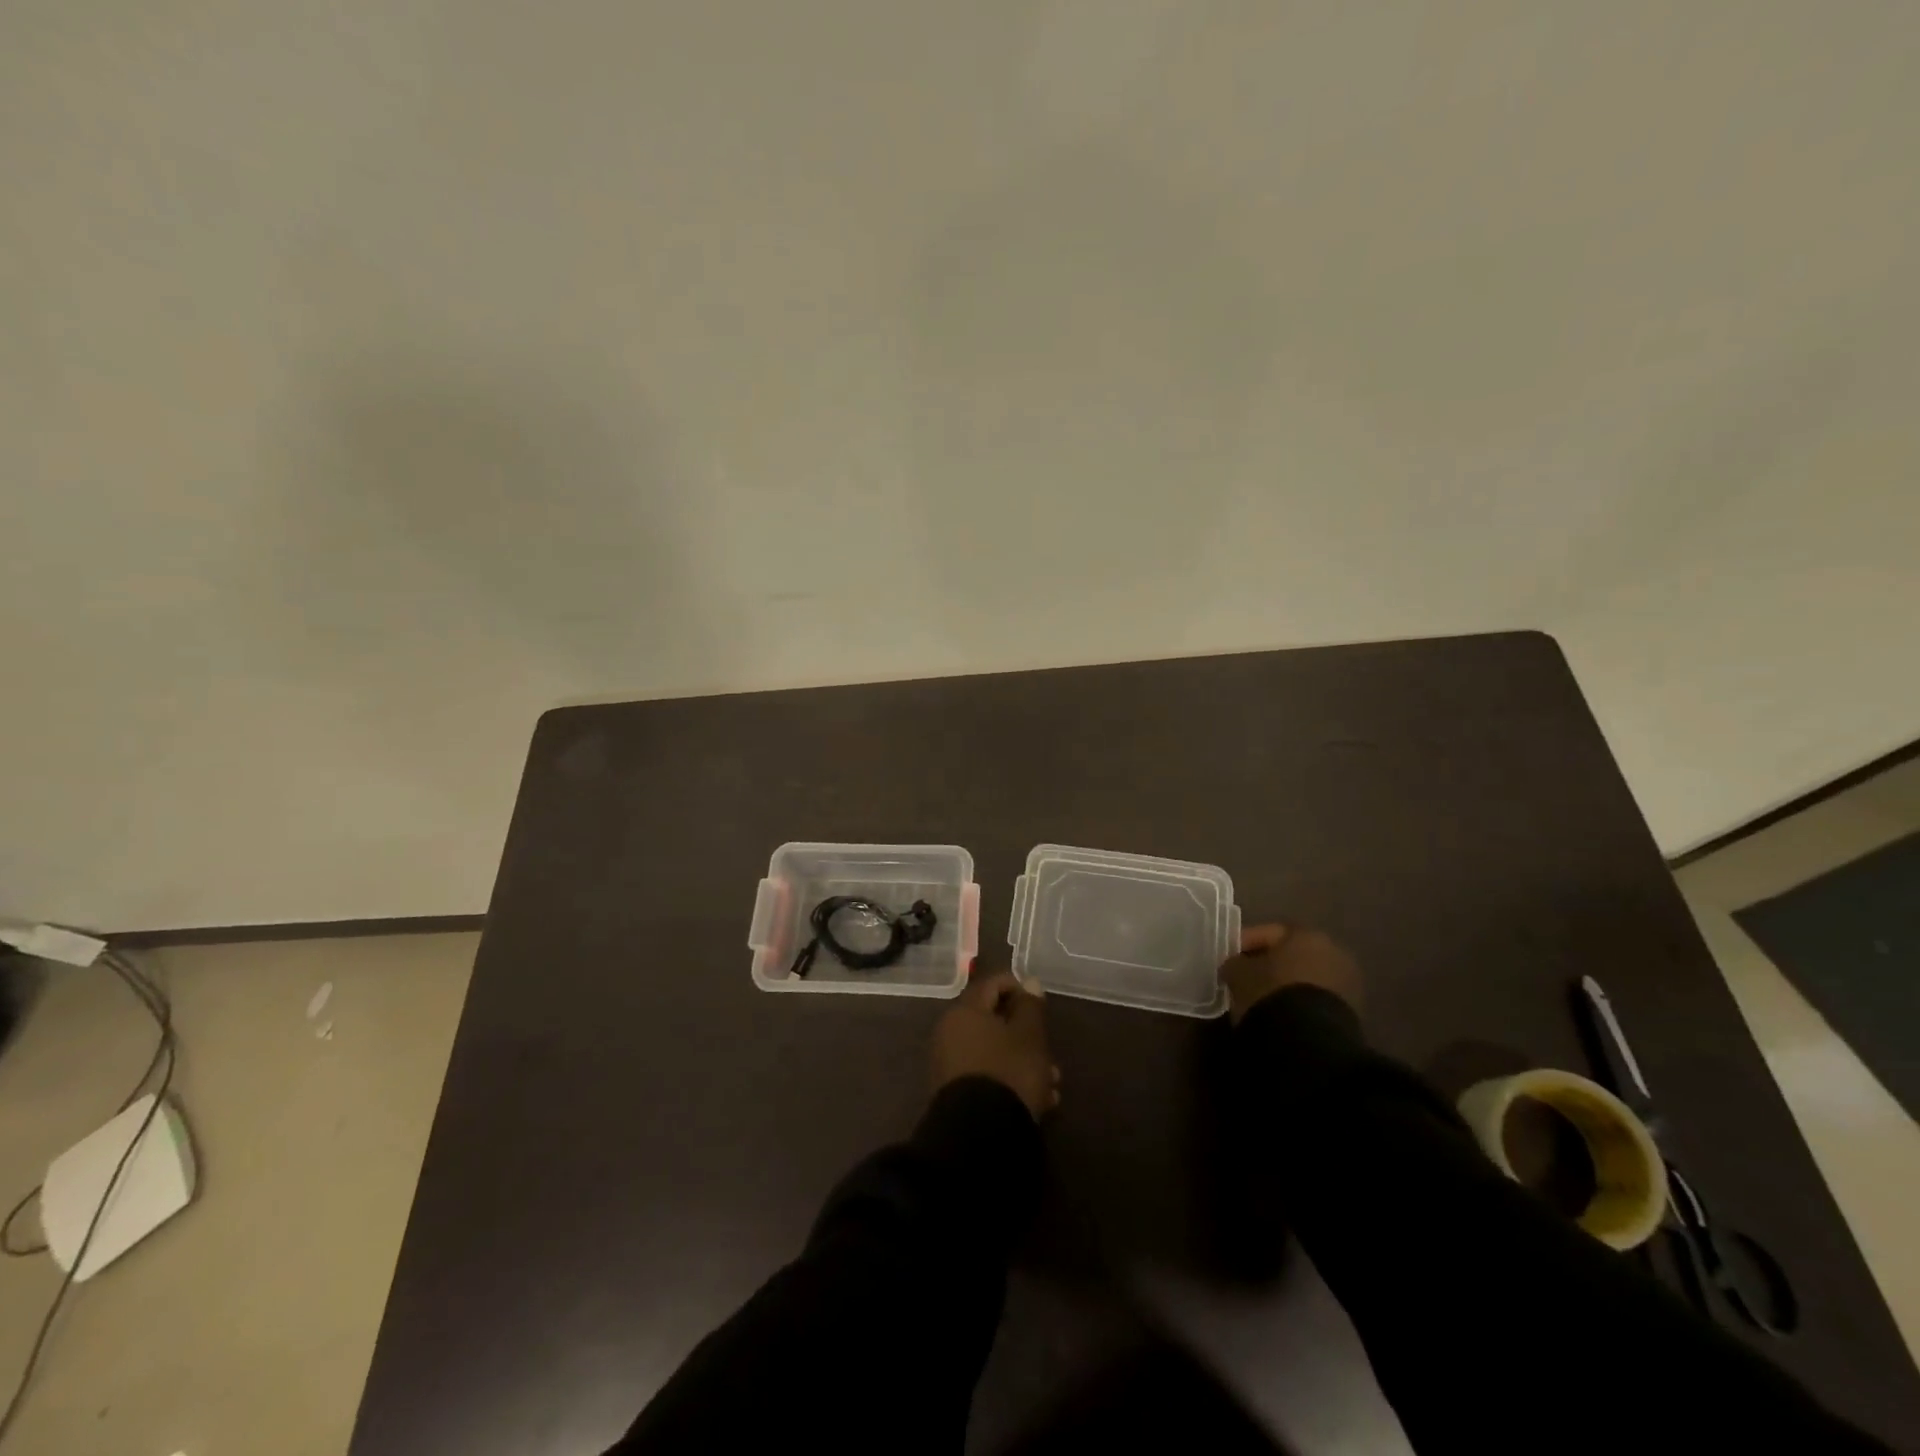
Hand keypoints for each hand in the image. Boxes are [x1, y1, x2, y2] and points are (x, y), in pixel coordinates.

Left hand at [931, 972, 1060, 1119]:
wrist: (978, 1136)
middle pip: (993, 1021)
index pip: (991, 984)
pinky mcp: (955, 1094)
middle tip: (1050, 1050)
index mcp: (965, 1011)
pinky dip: (1011, 1080)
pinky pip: (987, 1075)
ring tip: (1053, 1083)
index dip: (1018, 988)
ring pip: (994, 1052)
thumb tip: (1029, 981)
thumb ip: (1030, 1006)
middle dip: (1026, 1034)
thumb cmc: (1008, 1072)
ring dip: (1024, 1061)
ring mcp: (950, 1065)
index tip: (1040, 1004)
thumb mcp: (1029, 1036)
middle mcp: (951, 1033)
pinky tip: (1039, 1101)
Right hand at [1221, 923, 1362, 1024]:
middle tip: (1244, 977)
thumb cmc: (1271, 992)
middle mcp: (1332, 951)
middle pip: (1291, 954)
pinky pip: (1316, 999)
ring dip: (1285, 985)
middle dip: (1268, 964)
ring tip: (1261, 1000)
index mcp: (1306, 934)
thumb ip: (1235, 963)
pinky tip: (1281, 1013)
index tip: (1228, 958)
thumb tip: (1236, 966)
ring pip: (1306, 977)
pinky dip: (1299, 1002)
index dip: (1244, 942)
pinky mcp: (1351, 1012)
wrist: (1310, 1040)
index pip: (1269, 932)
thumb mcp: (1239, 973)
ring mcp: (1347, 982)